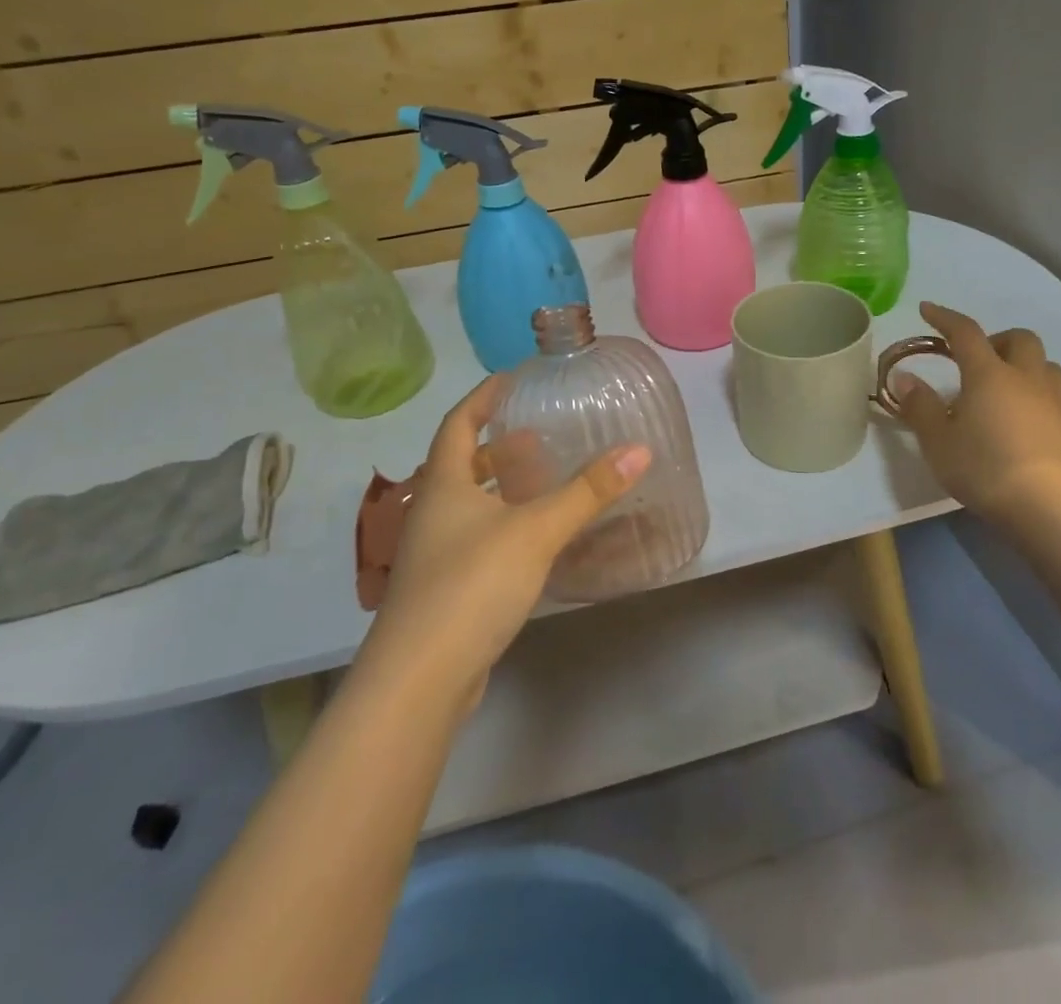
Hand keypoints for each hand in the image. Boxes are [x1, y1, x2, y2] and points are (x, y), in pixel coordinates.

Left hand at [348, 375, 650, 710]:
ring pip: (469, 505)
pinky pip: (477, 540)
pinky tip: (535, 540)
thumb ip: (588, 491)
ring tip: (543, 482)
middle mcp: (432, 514)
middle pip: (461, 465)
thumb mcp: (536, 530)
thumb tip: (640, 449)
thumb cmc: (471, 585)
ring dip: (501, 488)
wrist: (420, 681)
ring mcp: (434, 556)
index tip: (510, 380)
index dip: (482, 398)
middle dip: (497, 446)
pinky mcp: (445, 591)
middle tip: (538, 435)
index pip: (458, 424)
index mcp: (443, 486)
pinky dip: (504, 526)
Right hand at [892, 301, 1060, 532]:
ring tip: (1007, 388)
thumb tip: (905, 378)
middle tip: (976, 361)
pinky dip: (1043, 399)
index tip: (927, 310)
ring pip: (1047, 366)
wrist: (1048, 508)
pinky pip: (1060, 400)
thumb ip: (920, 406)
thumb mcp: (937, 441)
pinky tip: (1030, 420)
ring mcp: (1055, 403)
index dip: (945, 317)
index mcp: (988, 375)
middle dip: (997, 341)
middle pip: (1019, 340)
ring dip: (1026, 366)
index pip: (965, 332)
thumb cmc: (984, 469)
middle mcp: (1026, 379)